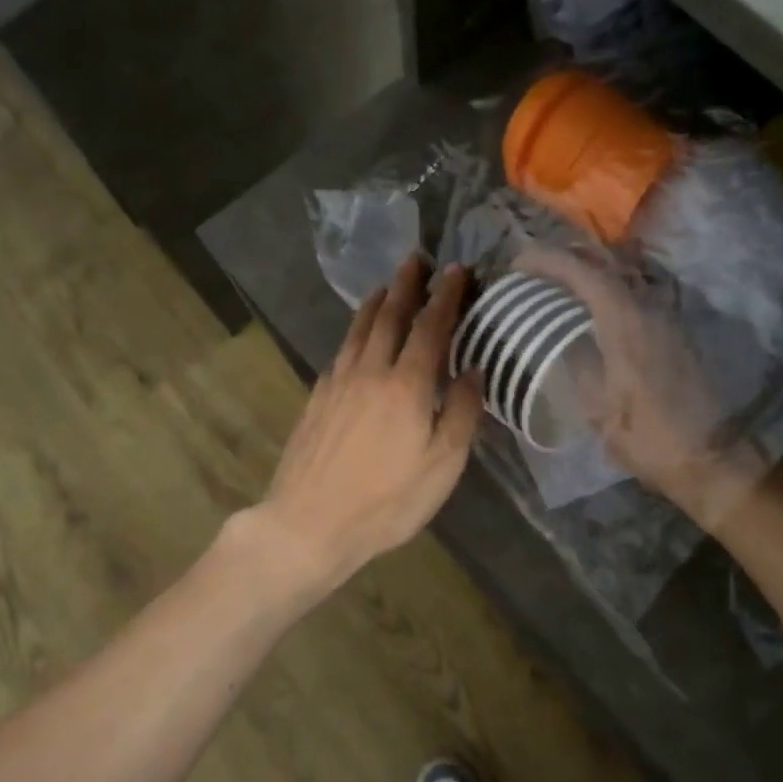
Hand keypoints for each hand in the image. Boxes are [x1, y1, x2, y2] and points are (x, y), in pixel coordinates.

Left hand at [252, 254, 483, 596]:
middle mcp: (370, 372)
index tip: (456, 270)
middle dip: (406, 285)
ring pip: (359, 329)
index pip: (431, 327)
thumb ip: (461, 414)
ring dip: (376, 303)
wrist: (308, 522)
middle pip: (390, 316)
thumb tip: (474, 370)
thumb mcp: (442, 466)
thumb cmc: (386, 501)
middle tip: (416, 259)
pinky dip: (354, 332)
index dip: (445, 297)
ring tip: (387, 286)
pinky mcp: (317, 398)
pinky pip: (341, 350)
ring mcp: (338, 382)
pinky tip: (356, 337)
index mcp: (407, 385)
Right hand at [519, 249, 764, 525]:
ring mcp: (666, 314)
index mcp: (624, 320)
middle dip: (567, 255)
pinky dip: (611, 283)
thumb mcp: (596, 405)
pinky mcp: (674, 328)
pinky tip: (595, 302)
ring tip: (561, 280)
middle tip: (536, 268)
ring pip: (625, 270)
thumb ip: (576, 360)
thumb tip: (559, 336)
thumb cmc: (645, 435)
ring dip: (591, 266)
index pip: (581, 271)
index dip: (546, 260)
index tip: (517, 264)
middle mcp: (648, 305)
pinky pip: (638, 288)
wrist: (706, 455)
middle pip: (606, 260)